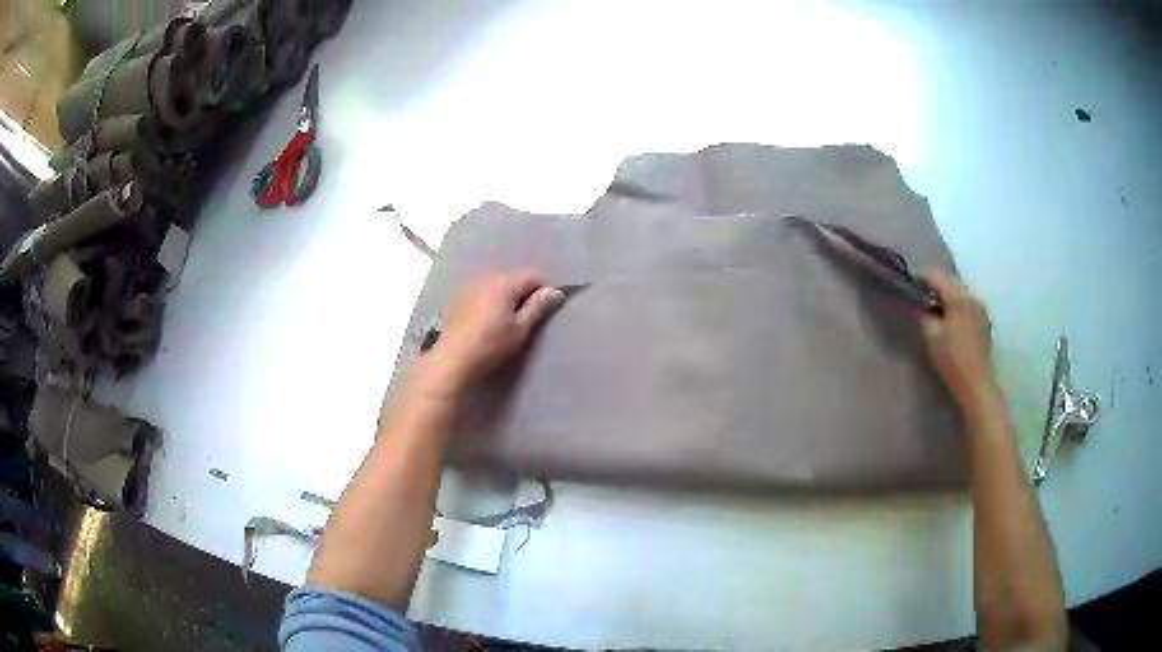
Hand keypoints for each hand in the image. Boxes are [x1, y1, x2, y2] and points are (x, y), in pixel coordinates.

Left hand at [425, 269, 564, 392]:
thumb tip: (556, 291)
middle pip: (513, 278)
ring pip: (495, 285)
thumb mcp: (520, 329)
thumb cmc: (491, 345)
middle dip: (522, 293)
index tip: (542, 311)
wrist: (452, 360)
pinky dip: (487, 301)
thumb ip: (538, 307)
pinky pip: (480, 292)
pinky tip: (483, 321)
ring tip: (503, 321)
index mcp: (505, 282)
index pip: (533, 275)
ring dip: (503, 297)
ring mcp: (469, 286)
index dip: (543, 290)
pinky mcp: (457, 298)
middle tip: (523, 319)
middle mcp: (487, 277)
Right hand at [920, 269, 997, 407]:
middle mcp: (972, 297)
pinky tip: (949, 322)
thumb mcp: (931, 336)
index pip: (936, 275)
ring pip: (959, 293)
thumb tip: (918, 303)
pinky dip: (955, 307)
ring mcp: (980, 309)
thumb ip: (923, 314)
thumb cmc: (952, 360)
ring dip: (946, 297)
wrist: (976, 385)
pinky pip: (966, 304)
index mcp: (959, 297)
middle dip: (934, 287)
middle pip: (949, 282)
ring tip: (934, 311)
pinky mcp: (984, 321)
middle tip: (920, 299)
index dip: (921, 277)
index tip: (909, 286)